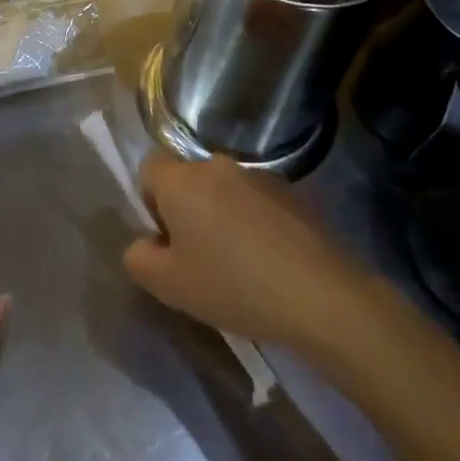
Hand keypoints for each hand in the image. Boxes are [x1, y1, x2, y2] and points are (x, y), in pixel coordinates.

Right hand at [122, 155, 366, 345]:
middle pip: (187, 180)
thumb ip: (138, 257)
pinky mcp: (291, 192)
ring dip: (221, 216)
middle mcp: (217, 165)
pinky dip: (253, 222)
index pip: (148, 170)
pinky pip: (255, 201)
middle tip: (199, 258)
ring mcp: (259, 175)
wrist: (321, 295)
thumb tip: (145, 242)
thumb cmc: (233, 286)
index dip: (150, 203)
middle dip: (186, 211)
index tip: (167, 241)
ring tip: (238, 264)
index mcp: (182, 180)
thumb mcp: (168, 286)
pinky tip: (269, 261)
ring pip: (223, 191)